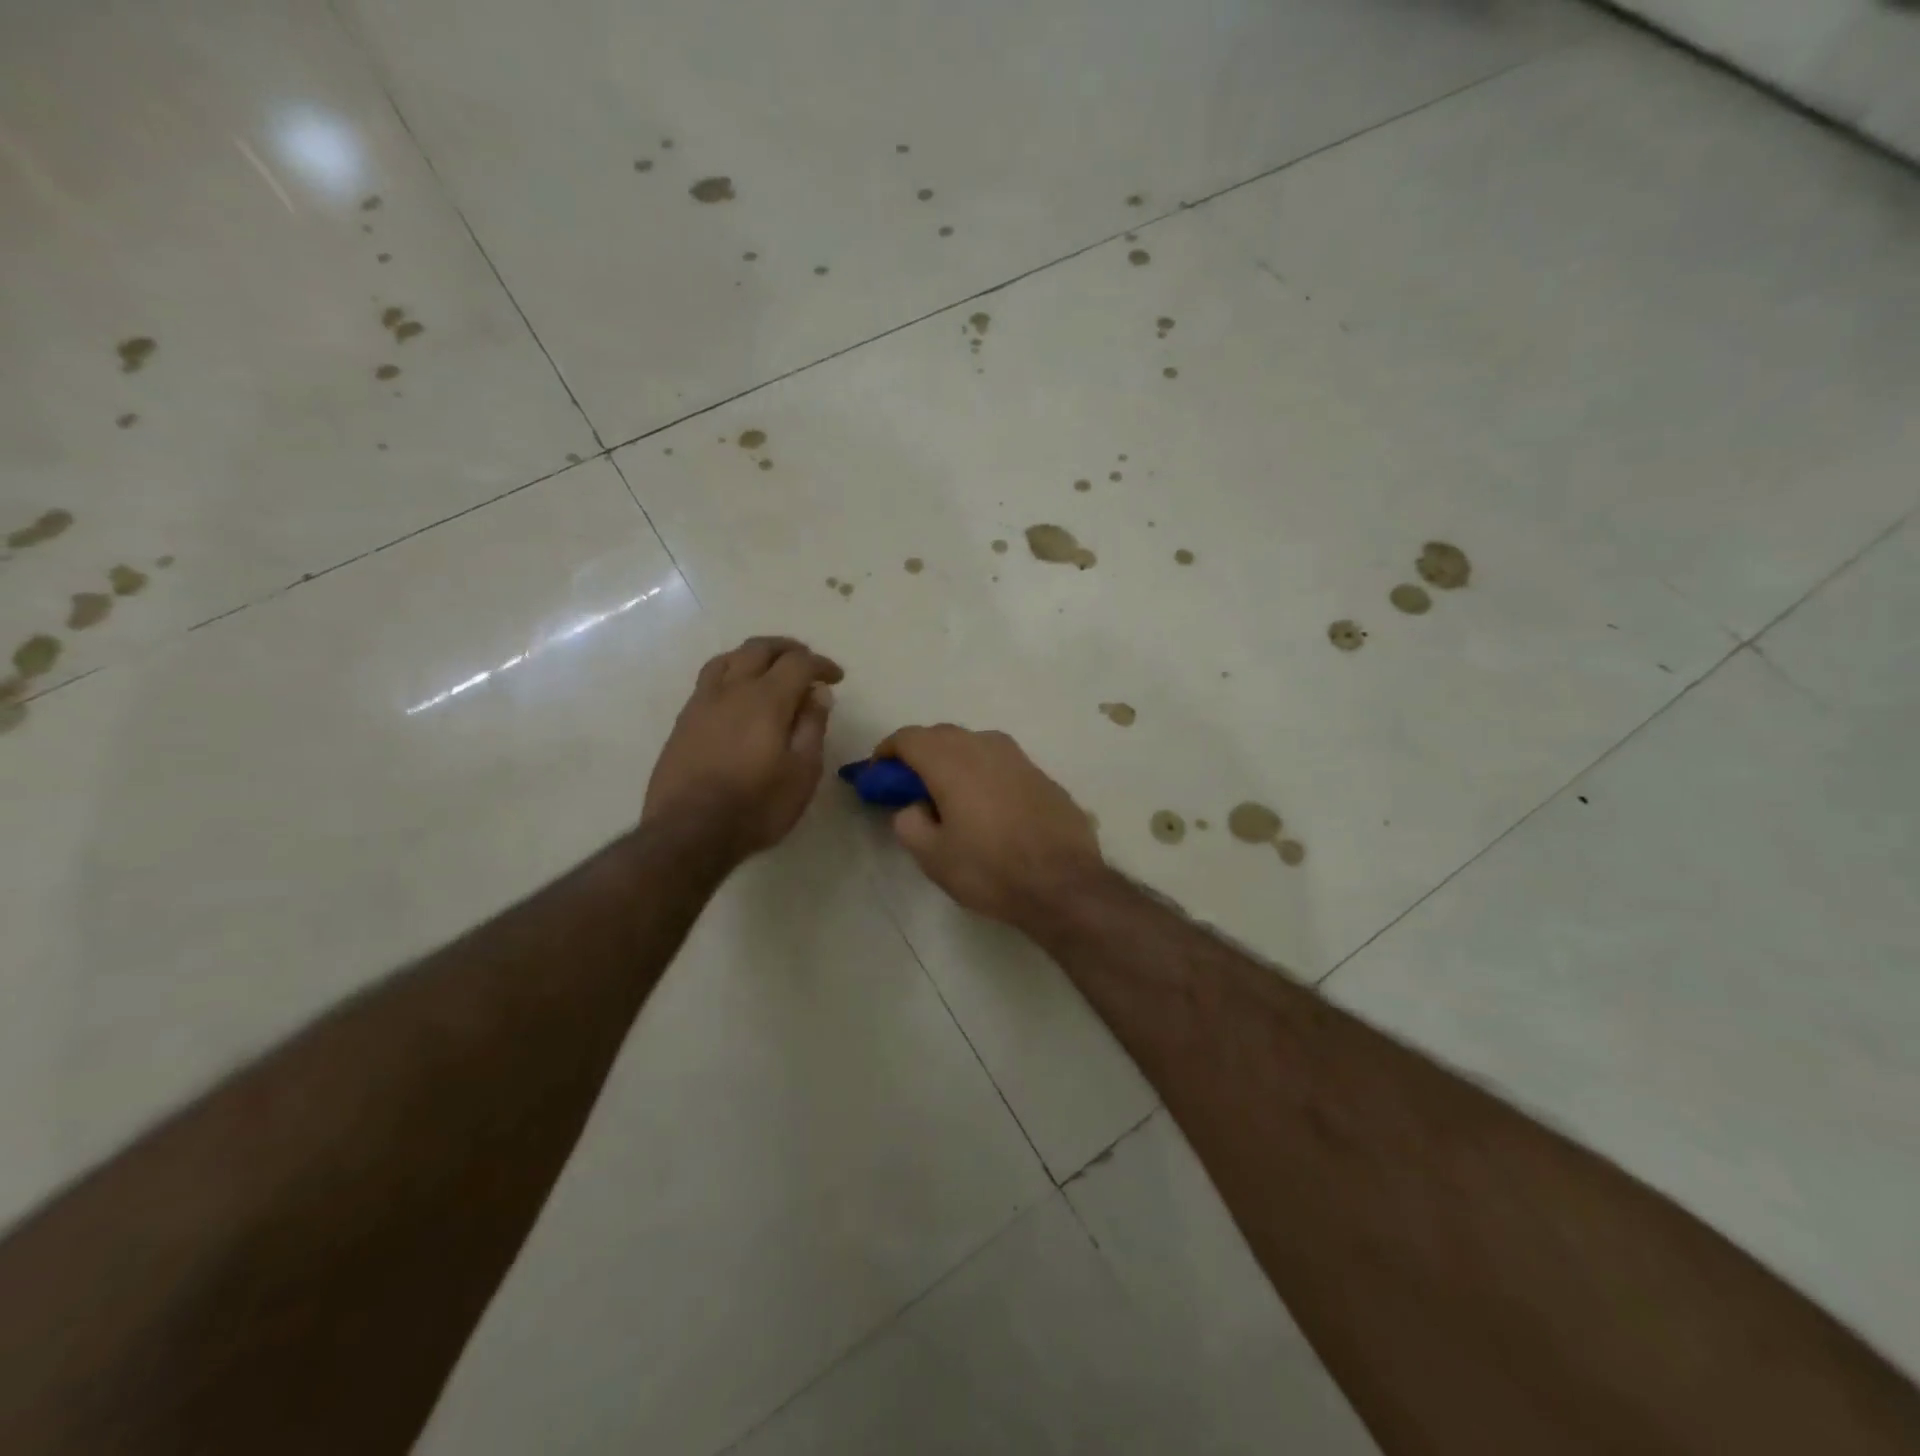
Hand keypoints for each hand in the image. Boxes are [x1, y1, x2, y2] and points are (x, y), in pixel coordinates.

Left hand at [645, 636, 843, 861]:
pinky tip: (737, 695)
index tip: (836, 678)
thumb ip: (812, 727)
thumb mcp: (802, 772)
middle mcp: (732, 690)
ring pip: (728, 658)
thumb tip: (817, 693)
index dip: (821, 664)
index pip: (798, 663)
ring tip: (769, 670)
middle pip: (759, 648)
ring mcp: (702, 703)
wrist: (689, 832)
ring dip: (754, 656)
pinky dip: (731, 673)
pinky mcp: (683, 721)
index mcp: (766, 699)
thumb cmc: (757, 806)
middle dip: (788, 649)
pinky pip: (709, 679)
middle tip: (806, 663)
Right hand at [874, 724, 1104, 926]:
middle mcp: (985, 746)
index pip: (909, 738)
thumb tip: (914, 806)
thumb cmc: (990, 870)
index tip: (878, 774)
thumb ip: (909, 823)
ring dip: (952, 759)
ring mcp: (1018, 757)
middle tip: (908, 785)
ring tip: (947, 793)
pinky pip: (1000, 762)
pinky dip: (982, 772)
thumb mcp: (933, 857)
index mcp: (951, 761)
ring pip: (974, 744)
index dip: (887, 752)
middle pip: (941, 735)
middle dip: (919, 753)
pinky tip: (985, 804)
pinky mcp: (1041, 774)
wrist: (1064, 883)